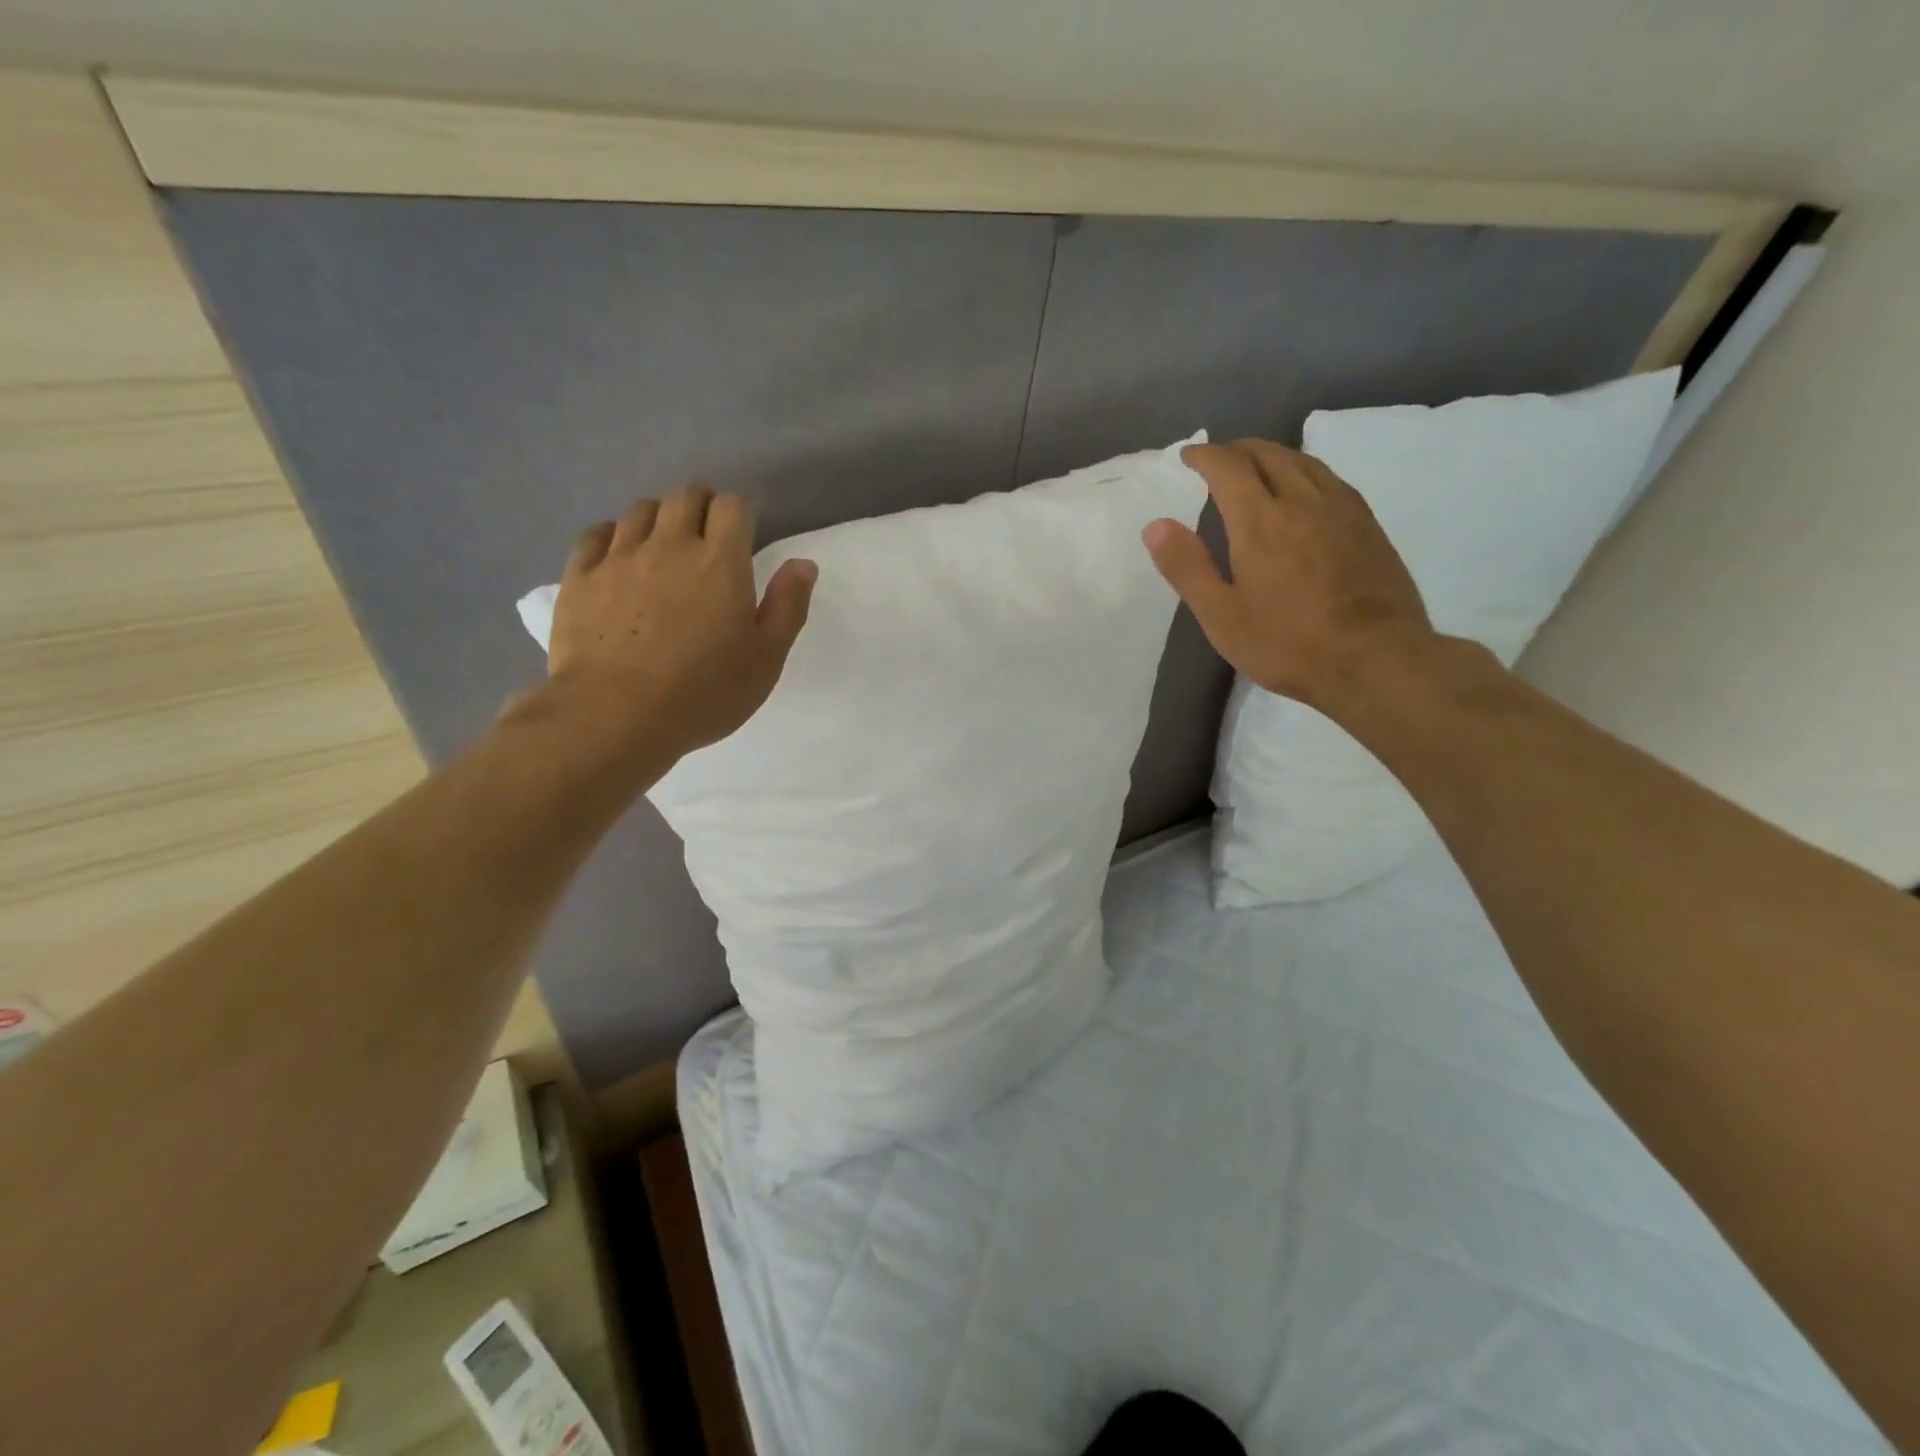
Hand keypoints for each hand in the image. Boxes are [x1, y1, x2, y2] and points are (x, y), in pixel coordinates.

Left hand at [545, 484, 816, 762]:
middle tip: (707, 537)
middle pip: (685, 496)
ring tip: (664, 548)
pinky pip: (596, 534)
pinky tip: (619, 558)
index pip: (733, 506)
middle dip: (701, 506)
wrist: (615, 715)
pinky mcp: (579, 576)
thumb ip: (788, 606)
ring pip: (640, 510)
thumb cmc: (704, 692)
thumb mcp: (766, 659)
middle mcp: (670, 545)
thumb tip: (803, 563)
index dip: (740, 513)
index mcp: (721, 562)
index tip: (743, 536)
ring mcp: (619, 557)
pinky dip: (613, 536)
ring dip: (659, 519)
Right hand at [1144, 440, 1434, 707]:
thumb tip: (1156, 525)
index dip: (1205, 455)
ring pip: (1304, 462)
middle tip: (1218, 460)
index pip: (1228, 467)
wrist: (1376, 659)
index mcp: (1260, 521)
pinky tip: (1304, 491)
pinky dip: (1304, 471)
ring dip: (1273, 455)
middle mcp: (1303, 501)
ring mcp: (1342, 509)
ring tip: (1257, 468)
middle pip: (1268, 454)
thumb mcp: (1222, 616)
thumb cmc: (1287, 643)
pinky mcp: (1368, 525)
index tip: (1188, 456)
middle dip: (1238, 450)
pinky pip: (1330, 479)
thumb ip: (1187, 567)